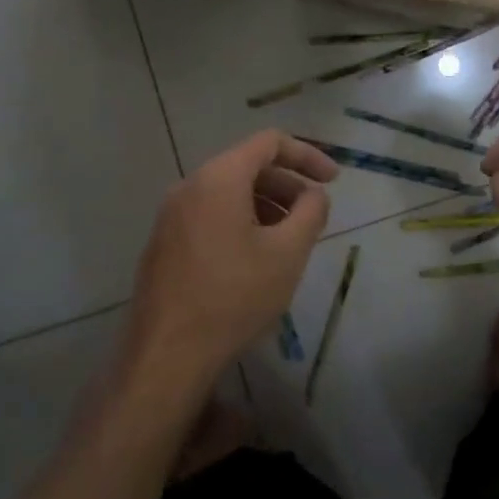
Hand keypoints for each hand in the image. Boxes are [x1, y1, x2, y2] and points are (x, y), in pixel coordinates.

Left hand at [122, 131, 337, 392]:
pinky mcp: (164, 243)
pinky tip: (257, 257)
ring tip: (290, 239)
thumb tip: (314, 194)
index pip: (269, 143)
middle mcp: (190, 186)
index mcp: (219, 178)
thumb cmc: (234, 296)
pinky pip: (210, 214)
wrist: (166, 356)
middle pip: (248, 165)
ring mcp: (171, 215)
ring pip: (229, 192)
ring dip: (266, 204)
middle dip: (288, 184)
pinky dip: (242, 220)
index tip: (333, 181)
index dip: (307, 155)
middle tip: (314, 215)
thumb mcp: (288, 252)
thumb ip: (311, 212)